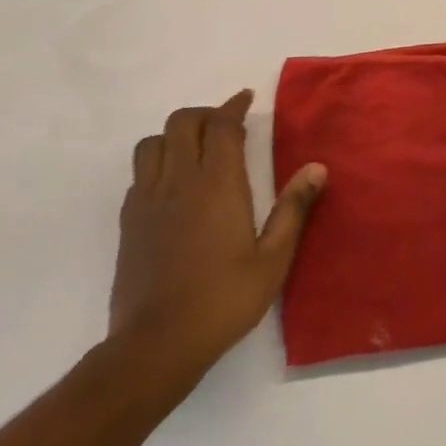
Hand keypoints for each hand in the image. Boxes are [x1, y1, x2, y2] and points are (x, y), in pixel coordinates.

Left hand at [107, 90, 325, 393]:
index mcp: (217, 184)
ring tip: (195, 151)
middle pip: (181, 123)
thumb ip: (293, 209)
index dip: (233, 106)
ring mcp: (148, 201)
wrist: (155, 346)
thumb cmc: (223, 300)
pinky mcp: (128, 223)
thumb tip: (317, 168)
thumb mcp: (273, 259)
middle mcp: (179, 182)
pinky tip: (173, 186)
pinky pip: (138, 175)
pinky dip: (156, 165)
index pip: (221, 126)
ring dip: (174, 136)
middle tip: (225, 127)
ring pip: (151, 144)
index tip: (246, 100)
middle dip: (204, 115)